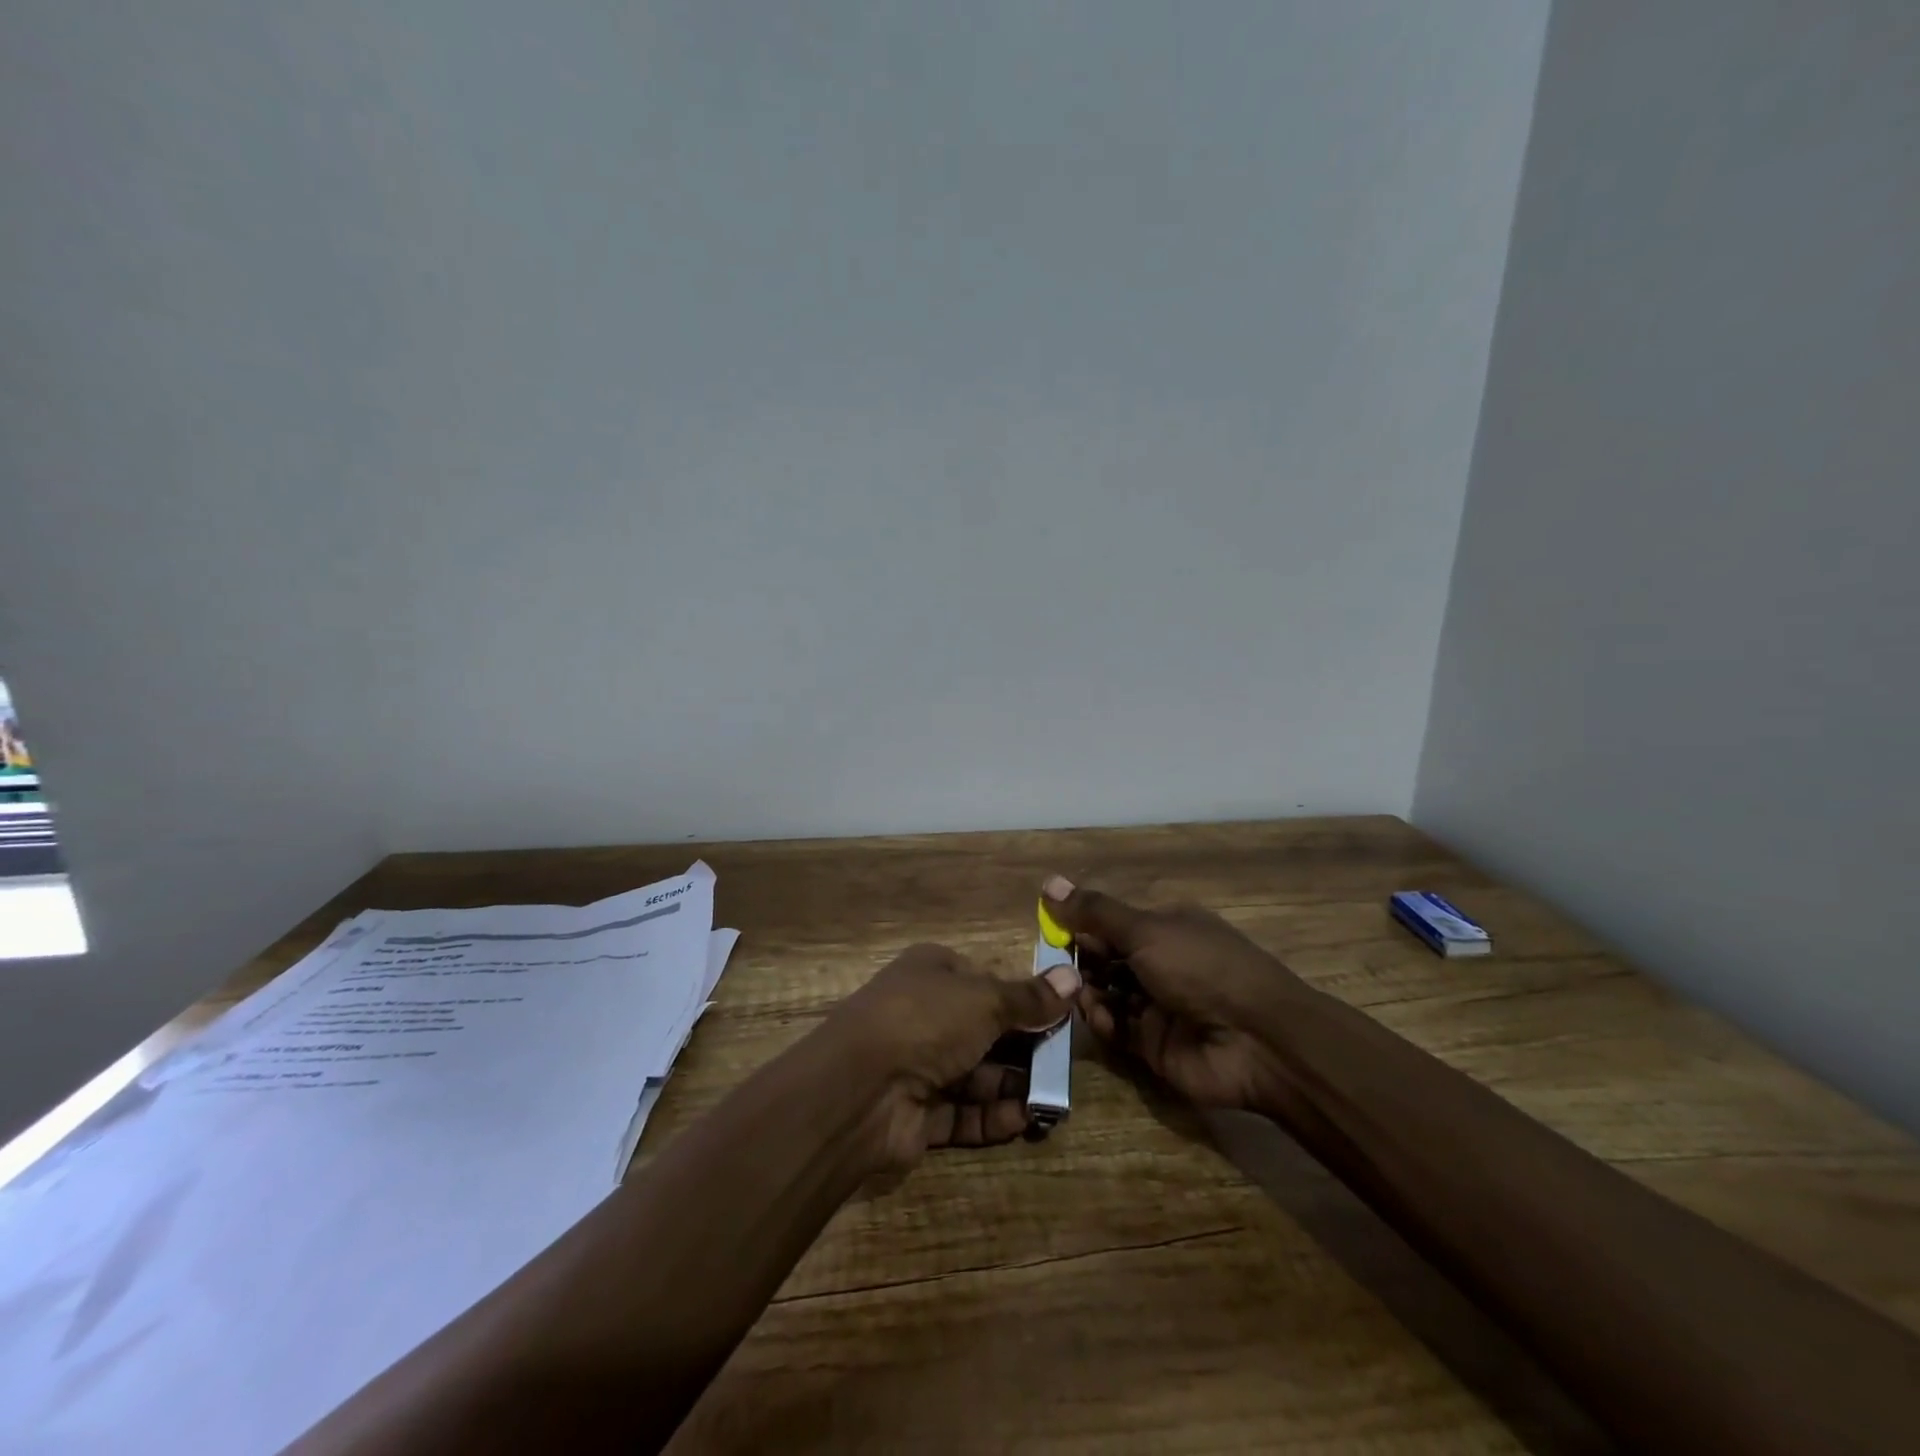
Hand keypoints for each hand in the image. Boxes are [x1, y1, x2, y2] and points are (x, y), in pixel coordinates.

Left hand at [819, 942, 1080, 1169]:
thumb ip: (1030, 997)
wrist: (859, 1091)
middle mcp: (924, 1014)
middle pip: (985, 1029)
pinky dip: (992, 1116)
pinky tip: (1024, 1119)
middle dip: (1024, 1047)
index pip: (986, 980)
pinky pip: (963, 1113)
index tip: (1061, 1015)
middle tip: (1064, 1063)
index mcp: (932, 972)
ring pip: (976, 1074)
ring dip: (1013, 1084)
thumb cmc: (926, 1021)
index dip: (1023, 997)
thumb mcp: (986, 1000)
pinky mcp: (917, 1114)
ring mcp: (918, 1065)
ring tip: (1054, 1098)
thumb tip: (1073, 976)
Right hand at [1041, 876, 1306, 1110]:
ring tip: (1076, 992)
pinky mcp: (1153, 1044)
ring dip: (1087, 991)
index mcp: (1164, 928)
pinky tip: (1099, 1017)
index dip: (1079, 925)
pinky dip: (1103, 1022)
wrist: (1258, 1041)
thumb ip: (1094, 912)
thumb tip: (1048, 882)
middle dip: (1079, 962)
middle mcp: (1160, 963)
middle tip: (1055, 967)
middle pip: (1105, 959)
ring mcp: (1157, 1005)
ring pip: (1106, 994)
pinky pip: (1116, 1029)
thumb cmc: (1201, 968)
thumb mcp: (1145, 930)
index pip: (1110, 923)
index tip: (1049, 931)